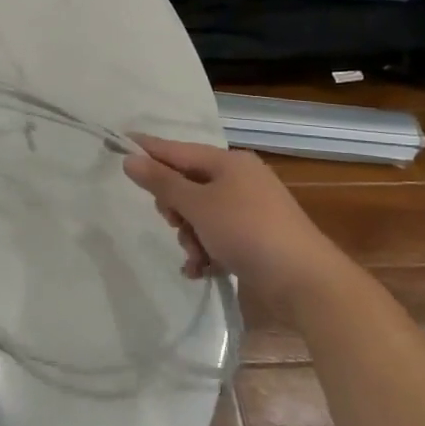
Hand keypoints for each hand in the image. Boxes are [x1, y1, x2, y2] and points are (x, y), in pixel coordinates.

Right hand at [122, 134, 345, 303]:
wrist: (304, 282)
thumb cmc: (247, 231)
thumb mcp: (197, 204)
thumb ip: (162, 182)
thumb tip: (131, 158)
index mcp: (229, 162)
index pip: (177, 150)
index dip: (148, 149)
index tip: (120, 143)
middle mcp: (240, 181)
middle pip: (187, 184)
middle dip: (175, 208)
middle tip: (174, 222)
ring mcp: (249, 211)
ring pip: (199, 214)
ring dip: (189, 235)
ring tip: (195, 255)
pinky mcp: (255, 239)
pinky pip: (216, 236)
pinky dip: (205, 251)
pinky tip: (200, 269)